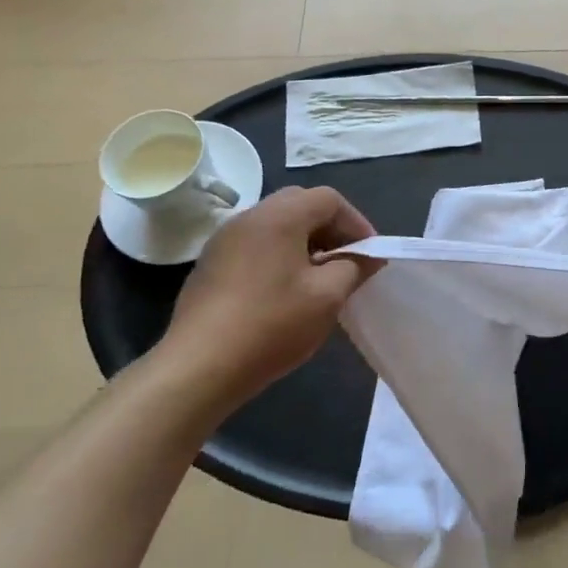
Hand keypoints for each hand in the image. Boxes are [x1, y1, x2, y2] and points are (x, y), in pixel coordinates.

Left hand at [159, 187, 382, 408]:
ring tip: (319, 277)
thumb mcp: (327, 297)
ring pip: (275, 224)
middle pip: (300, 204)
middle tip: (346, 260)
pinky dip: (278, 254)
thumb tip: (368, 256)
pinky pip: (255, 244)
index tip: (369, 254)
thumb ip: (354, 267)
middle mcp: (249, 217)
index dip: (356, 222)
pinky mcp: (210, 264)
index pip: (329, 199)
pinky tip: (284, 290)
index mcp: (280, 216)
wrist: (198, 367)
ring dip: (304, 241)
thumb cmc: (271, 325)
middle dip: (330, 228)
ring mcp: (224, 240)